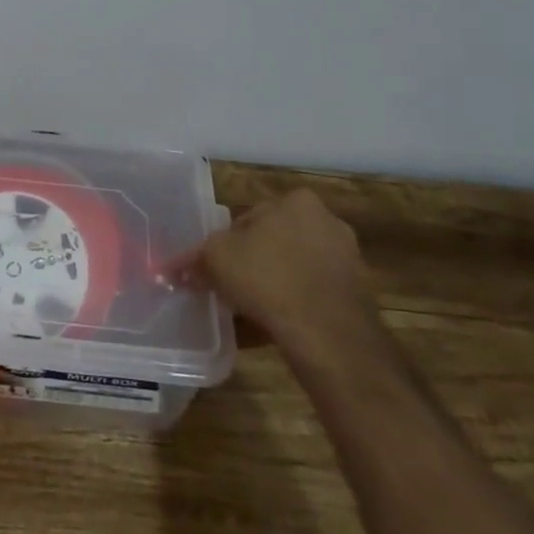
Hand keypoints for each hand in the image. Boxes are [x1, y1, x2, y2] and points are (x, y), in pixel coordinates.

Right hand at [174, 188, 379, 356]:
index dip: (229, 244)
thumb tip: (175, 268)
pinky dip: (296, 307)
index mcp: (297, 201)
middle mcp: (327, 222)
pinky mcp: (357, 296)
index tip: (219, 269)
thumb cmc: (268, 277)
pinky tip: (276, 327)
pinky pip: (313, 296)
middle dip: (255, 263)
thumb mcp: (216, 259)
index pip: (251, 217)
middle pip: (275, 242)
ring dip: (275, 286)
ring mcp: (347, 260)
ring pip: (295, 270)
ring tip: (252, 313)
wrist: (327, 332)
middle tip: (234, 289)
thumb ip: (196, 259)